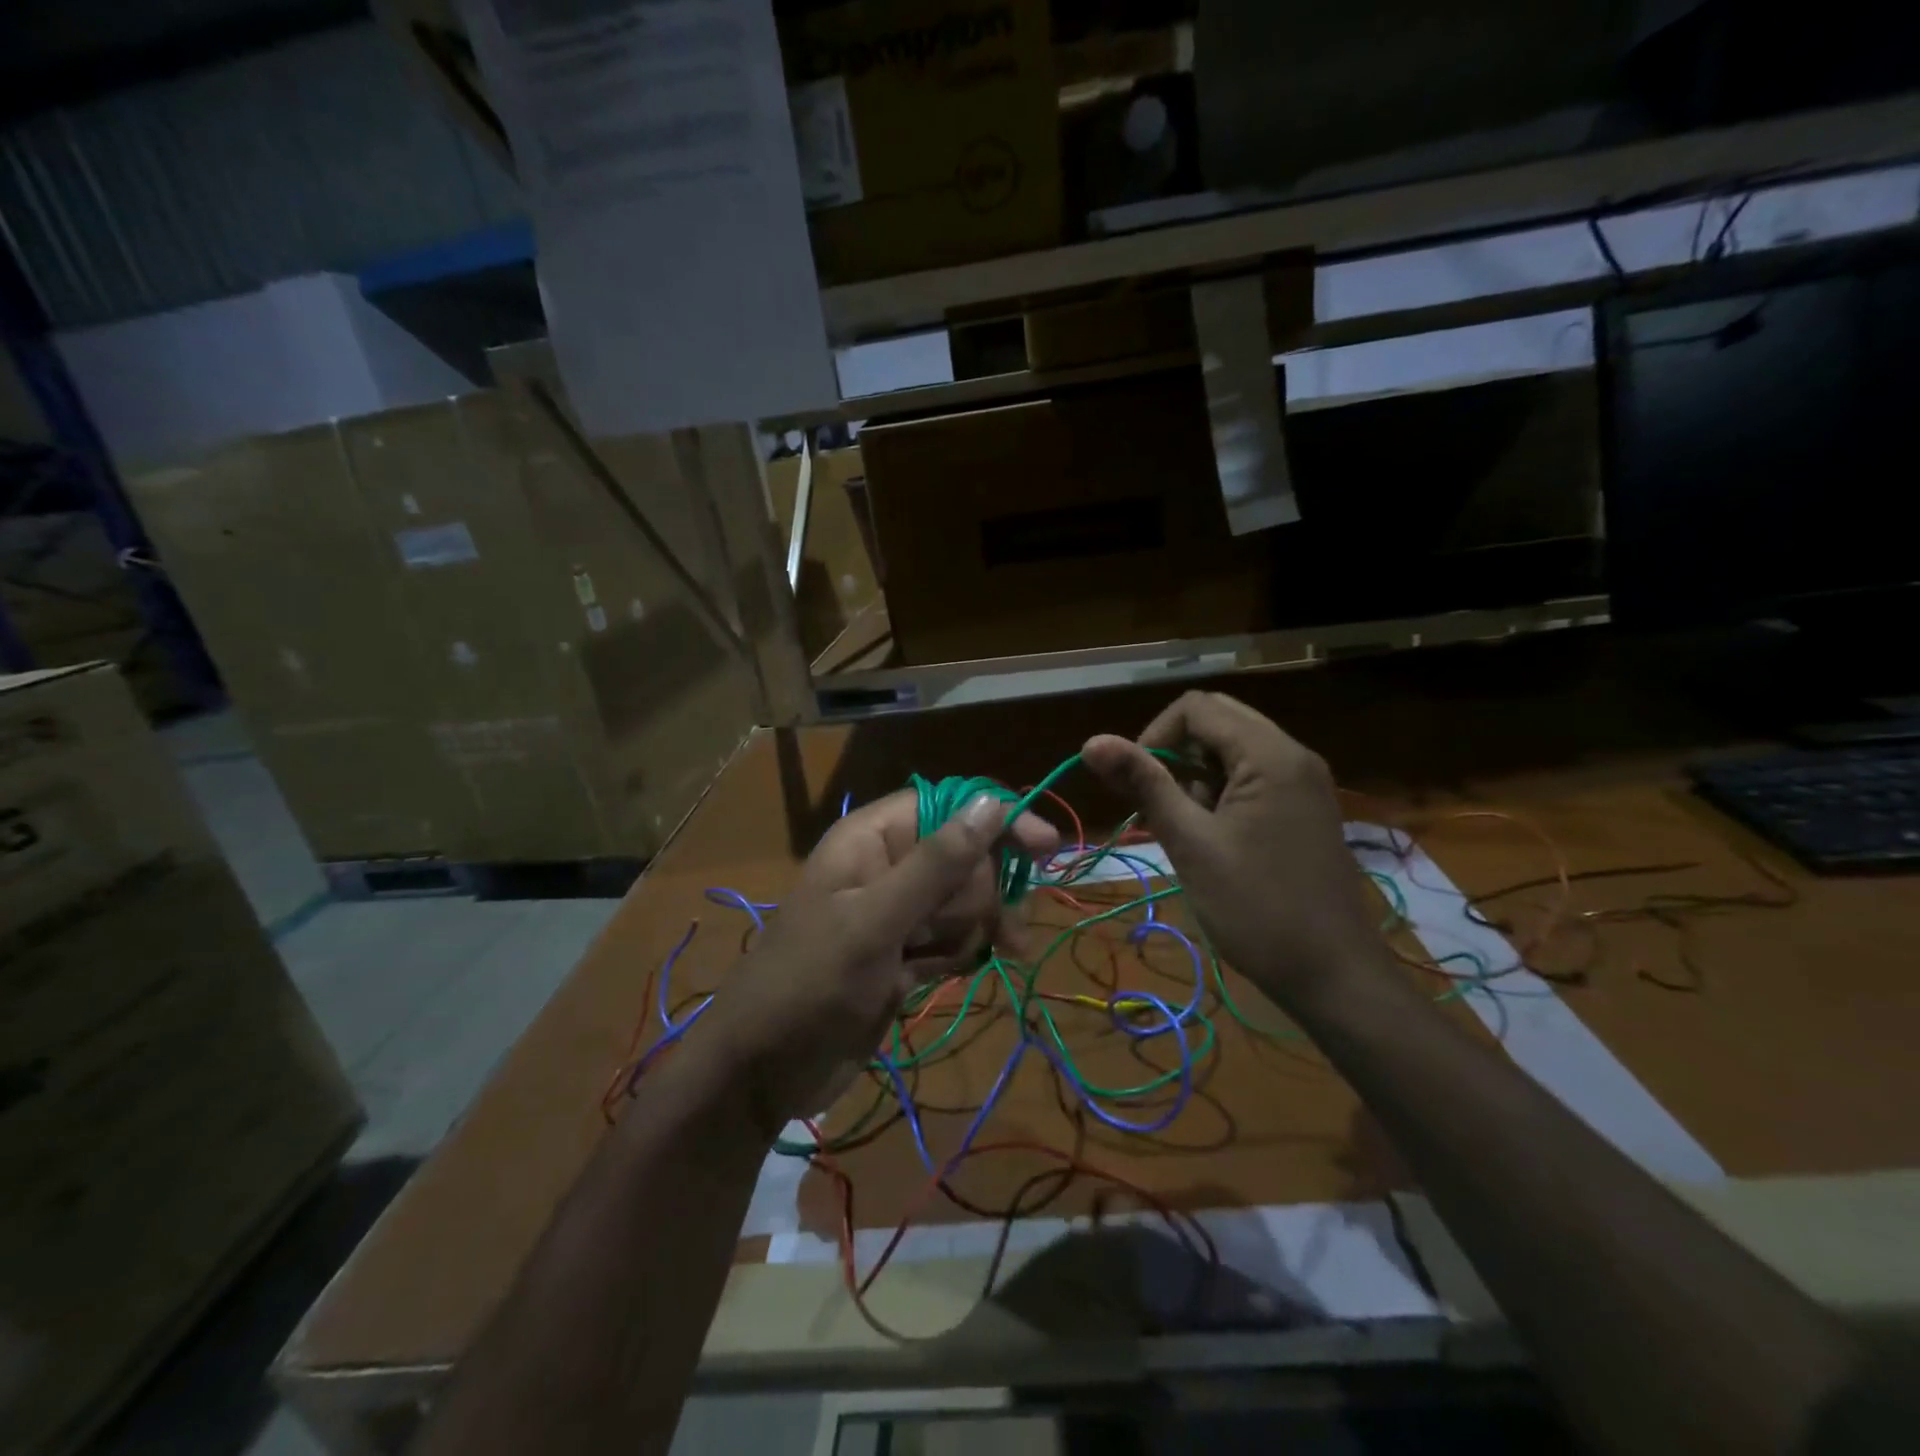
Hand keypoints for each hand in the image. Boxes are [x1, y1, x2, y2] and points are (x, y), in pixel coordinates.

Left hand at [699, 790, 1058, 1136]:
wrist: (761, 1072)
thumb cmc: (811, 984)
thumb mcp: (876, 921)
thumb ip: (937, 863)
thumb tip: (992, 802)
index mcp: (872, 839)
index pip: (949, 805)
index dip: (997, 821)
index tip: (1045, 849)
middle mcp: (886, 866)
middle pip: (965, 857)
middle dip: (981, 893)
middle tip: (988, 930)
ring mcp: (896, 913)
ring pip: (965, 901)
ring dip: (972, 929)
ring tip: (946, 962)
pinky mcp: (903, 954)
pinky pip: (953, 938)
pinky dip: (958, 954)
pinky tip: (939, 977)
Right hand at [1082, 691, 1385, 1010]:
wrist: (1334, 976)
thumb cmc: (1255, 909)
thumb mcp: (1190, 843)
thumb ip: (1144, 784)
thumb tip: (1091, 741)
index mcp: (1270, 754)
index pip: (1197, 707)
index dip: (1155, 735)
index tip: (1138, 784)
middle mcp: (1293, 754)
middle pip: (1218, 720)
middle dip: (1176, 752)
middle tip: (1158, 801)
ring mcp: (1304, 781)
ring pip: (1235, 748)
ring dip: (1198, 773)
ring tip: (1186, 826)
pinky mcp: (1305, 807)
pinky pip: (1254, 775)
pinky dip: (1222, 790)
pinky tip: (1213, 835)